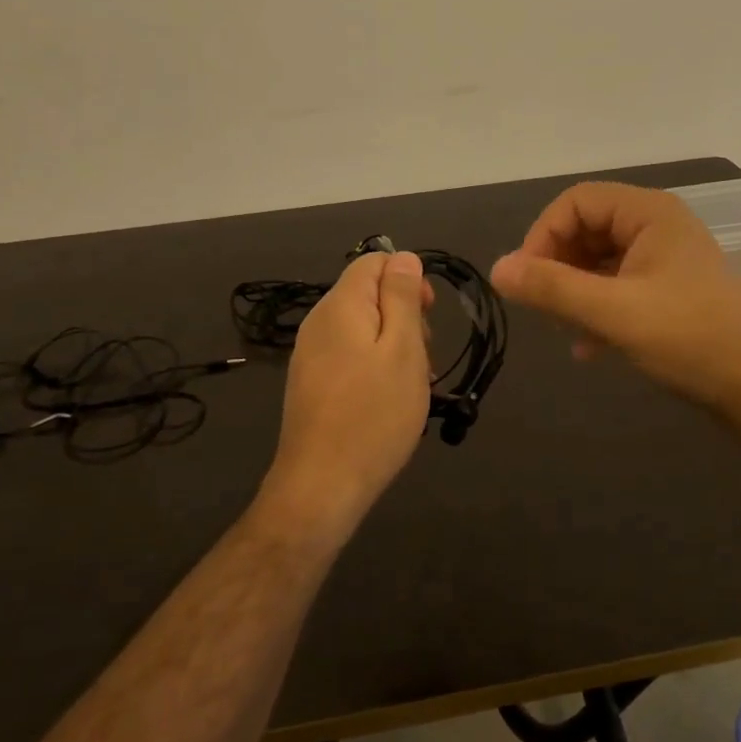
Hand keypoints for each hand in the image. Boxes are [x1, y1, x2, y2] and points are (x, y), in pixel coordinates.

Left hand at [263, 250, 432, 536]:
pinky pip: (350, 357)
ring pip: (363, 329)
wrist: (323, 484)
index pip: (374, 261)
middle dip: (404, 316)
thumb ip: (402, 297)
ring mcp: (311, 355)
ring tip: (411, 385)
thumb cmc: (374, 414)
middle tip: (423, 358)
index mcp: (340, 305)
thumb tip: (403, 257)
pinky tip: (389, 401)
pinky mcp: (312, 383)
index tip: (429, 315)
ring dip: (394, 347)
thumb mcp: (403, 350)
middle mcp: (319, 323)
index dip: (408, 278)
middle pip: (368, 295)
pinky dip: (375, 368)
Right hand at [491, 182, 740, 420]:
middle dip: (559, 267)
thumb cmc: (690, 338)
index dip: (543, 236)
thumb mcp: (613, 312)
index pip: (576, 202)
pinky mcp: (671, 292)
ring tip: (565, 330)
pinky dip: (598, 310)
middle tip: (544, 308)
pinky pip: (619, 287)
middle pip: (587, 229)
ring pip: (600, 262)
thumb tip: (497, 269)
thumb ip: (553, 288)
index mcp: (649, 213)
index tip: (527, 281)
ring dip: (575, 292)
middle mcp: (658, 227)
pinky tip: (588, 348)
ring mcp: (666, 260)